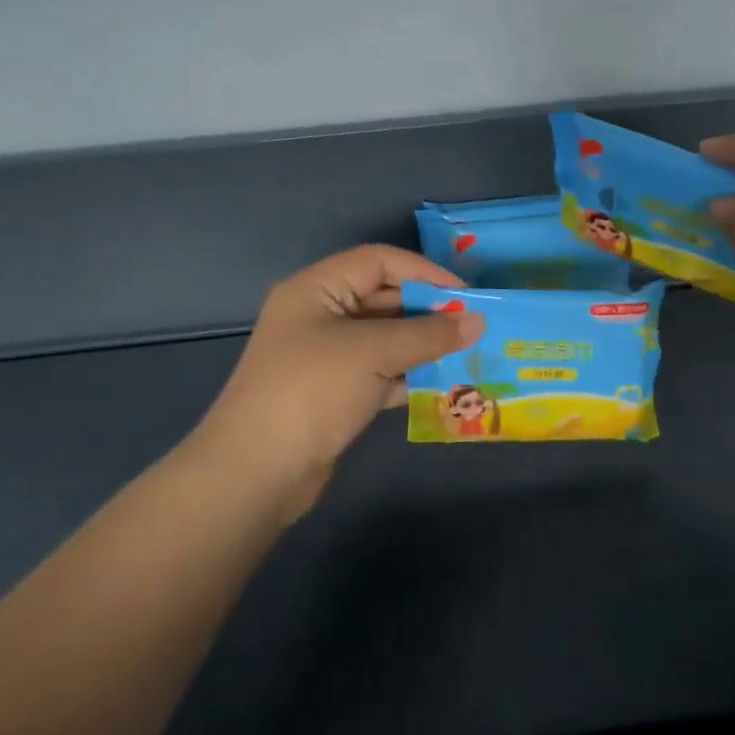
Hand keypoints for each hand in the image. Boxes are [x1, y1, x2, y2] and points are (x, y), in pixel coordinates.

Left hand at [185, 245, 484, 515]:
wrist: (256, 472)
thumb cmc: (312, 391)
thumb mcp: (374, 352)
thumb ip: (428, 334)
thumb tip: (478, 321)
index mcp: (317, 289)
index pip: (379, 262)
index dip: (424, 272)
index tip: (466, 296)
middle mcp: (320, 315)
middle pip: (383, 298)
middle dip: (428, 312)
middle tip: (474, 328)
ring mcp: (325, 356)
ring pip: (384, 338)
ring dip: (423, 345)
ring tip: (467, 355)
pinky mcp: (334, 392)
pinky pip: (379, 371)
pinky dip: (408, 375)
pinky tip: (441, 385)